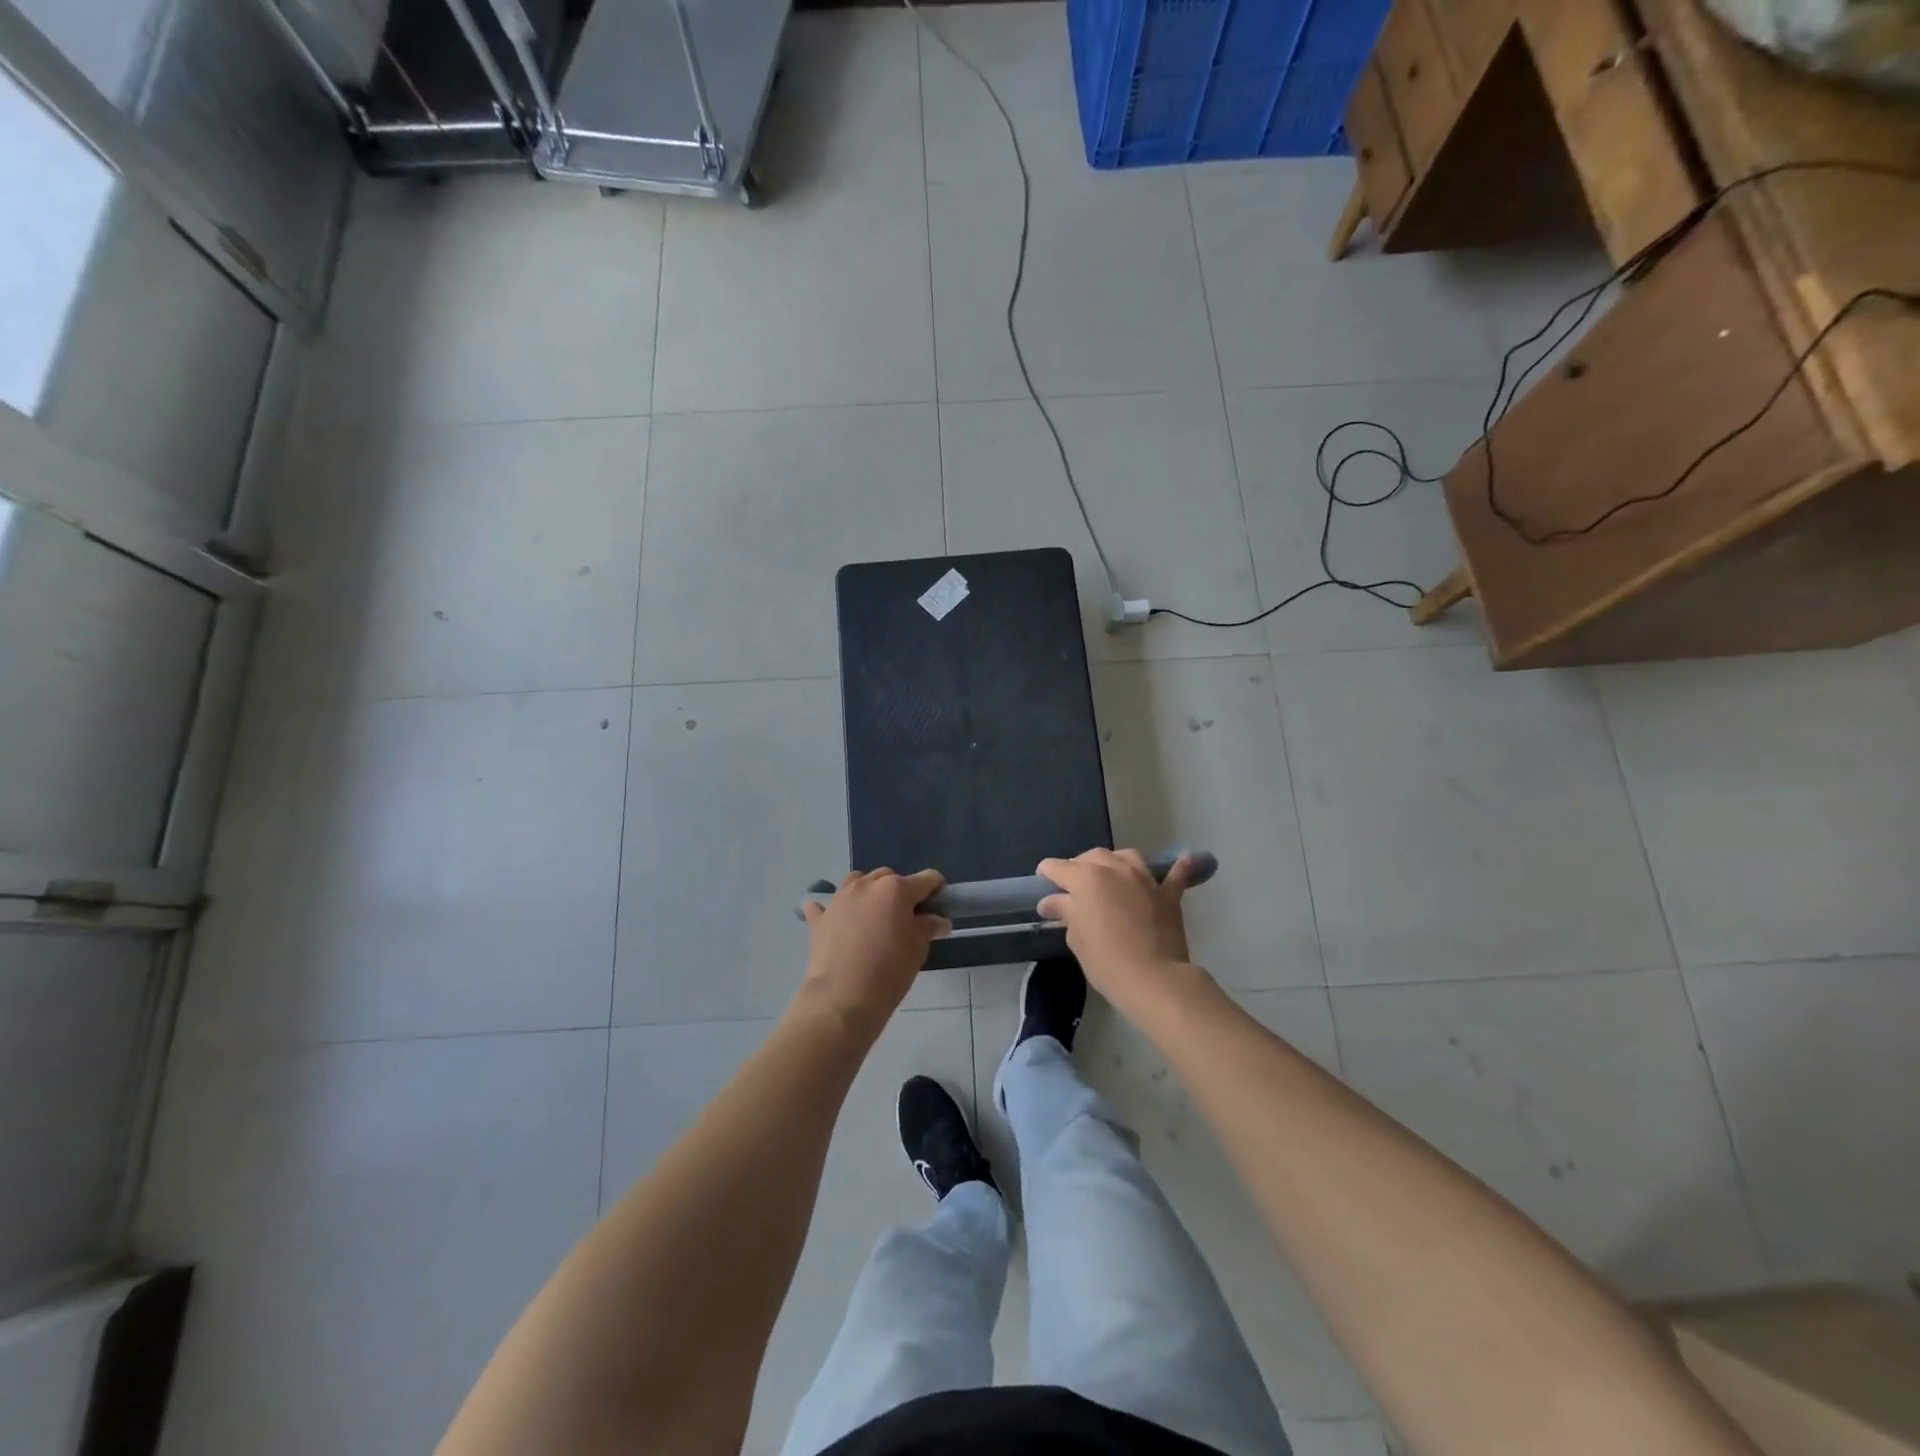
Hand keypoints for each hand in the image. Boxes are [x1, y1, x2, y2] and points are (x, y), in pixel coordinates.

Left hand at [799, 869, 949, 1035]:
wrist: (842, 997)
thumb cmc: (889, 970)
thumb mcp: (918, 947)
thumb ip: (929, 926)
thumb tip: (939, 920)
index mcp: (896, 888)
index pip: (926, 879)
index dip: (936, 890)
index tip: (939, 907)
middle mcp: (866, 884)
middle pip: (890, 877)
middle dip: (900, 891)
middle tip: (905, 918)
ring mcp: (840, 898)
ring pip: (858, 882)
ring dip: (868, 892)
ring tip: (873, 916)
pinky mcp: (820, 918)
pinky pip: (826, 905)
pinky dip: (835, 910)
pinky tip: (837, 921)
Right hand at [1036, 849, 1201, 1011]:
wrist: (1154, 979)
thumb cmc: (1106, 961)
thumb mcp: (1076, 938)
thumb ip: (1065, 912)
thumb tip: (1051, 901)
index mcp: (1086, 878)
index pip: (1058, 867)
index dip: (1047, 873)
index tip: (1042, 881)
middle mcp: (1115, 869)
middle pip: (1092, 857)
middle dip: (1079, 866)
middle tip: (1074, 887)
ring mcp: (1144, 878)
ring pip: (1126, 857)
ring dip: (1114, 862)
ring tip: (1110, 875)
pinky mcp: (1168, 894)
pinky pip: (1174, 874)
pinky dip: (1177, 868)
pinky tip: (1184, 860)